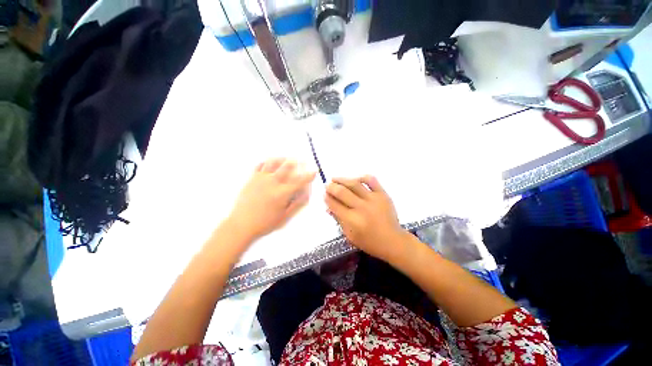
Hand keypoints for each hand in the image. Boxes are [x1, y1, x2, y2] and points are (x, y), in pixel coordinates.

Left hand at [227, 158, 315, 241]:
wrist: (241, 225)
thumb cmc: (265, 223)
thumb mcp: (284, 216)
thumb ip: (297, 204)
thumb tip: (306, 195)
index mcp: (282, 193)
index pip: (299, 181)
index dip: (309, 175)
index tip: (314, 171)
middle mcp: (273, 182)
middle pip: (287, 166)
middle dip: (298, 162)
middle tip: (303, 160)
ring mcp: (261, 179)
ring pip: (273, 162)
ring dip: (282, 158)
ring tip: (287, 158)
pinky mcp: (252, 178)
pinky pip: (260, 165)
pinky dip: (267, 162)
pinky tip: (270, 162)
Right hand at [325, 176, 409, 262]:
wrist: (393, 241)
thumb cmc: (369, 242)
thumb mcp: (350, 235)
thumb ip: (338, 220)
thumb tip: (328, 207)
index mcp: (352, 221)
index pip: (335, 205)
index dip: (327, 198)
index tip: (324, 194)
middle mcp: (362, 208)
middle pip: (342, 192)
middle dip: (331, 187)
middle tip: (327, 185)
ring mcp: (373, 199)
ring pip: (354, 184)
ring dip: (342, 179)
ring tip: (335, 178)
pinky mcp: (383, 194)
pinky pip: (371, 180)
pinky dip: (361, 177)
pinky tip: (354, 179)